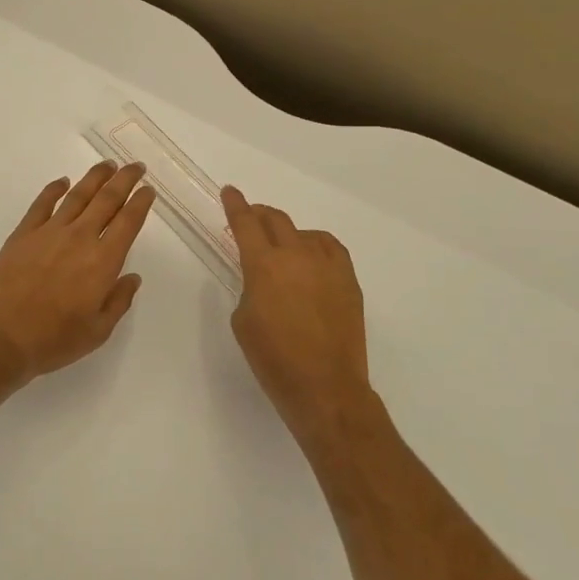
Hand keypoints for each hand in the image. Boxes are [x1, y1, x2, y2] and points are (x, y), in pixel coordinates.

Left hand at [0, 162, 155, 383]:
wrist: (2, 337)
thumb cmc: (54, 339)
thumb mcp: (98, 331)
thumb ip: (118, 301)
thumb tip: (132, 277)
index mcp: (103, 261)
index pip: (128, 222)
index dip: (140, 202)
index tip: (148, 190)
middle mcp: (79, 238)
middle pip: (107, 200)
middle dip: (124, 180)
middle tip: (135, 166)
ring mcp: (49, 232)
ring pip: (77, 195)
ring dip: (95, 177)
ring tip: (107, 165)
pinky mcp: (23, 234)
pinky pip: (42, 204)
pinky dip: (54, 189)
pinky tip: (62, 182)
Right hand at [221, 186, 370, 438]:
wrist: (324, 388)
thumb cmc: (273, 359)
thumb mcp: (243, 321)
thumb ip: (249, 288)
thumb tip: (261, 279)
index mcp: (264, 265)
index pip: (245, 224)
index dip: (235, 205)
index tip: (230, 191)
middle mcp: (296, 256)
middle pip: (277, 220)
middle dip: (260, 215)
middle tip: (250, 218)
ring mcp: (327, 266)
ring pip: (305, 233)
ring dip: (288, 233)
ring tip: (282, 245)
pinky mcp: (349, 281)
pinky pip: (331, 248)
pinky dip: (316, 245)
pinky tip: (312, 257)